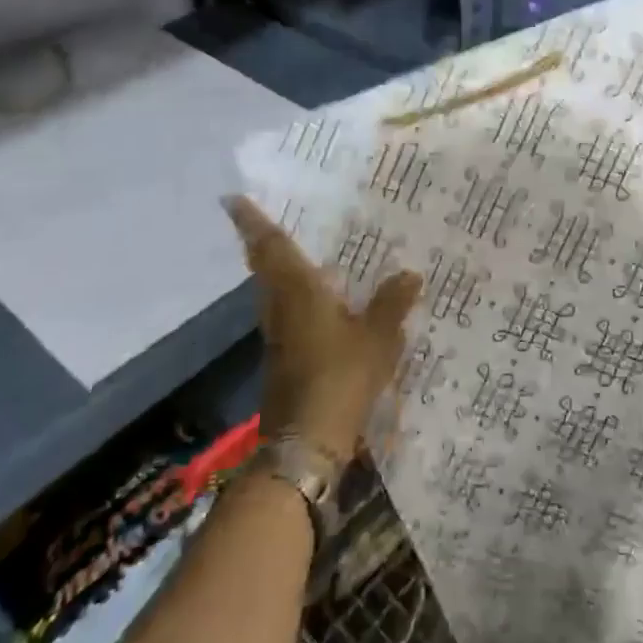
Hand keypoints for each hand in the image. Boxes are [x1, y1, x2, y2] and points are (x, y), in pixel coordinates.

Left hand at [225, 197, 421, 465]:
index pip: (271, 248)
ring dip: (279, 269)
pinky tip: (324, 300)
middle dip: (263, 242)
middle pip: (265, 267)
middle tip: (275, 218)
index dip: (252, 222)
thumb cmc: (340, 378)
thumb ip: (392, 303)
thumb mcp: (378, 337)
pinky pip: (288, 312)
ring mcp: (279, 335)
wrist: (306, 443)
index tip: (233, 199)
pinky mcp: (285, 357)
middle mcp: (281, 307)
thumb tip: (409, 274)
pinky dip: (298, 296)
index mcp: (299, 292)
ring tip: (306, 252)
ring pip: (273, 291)